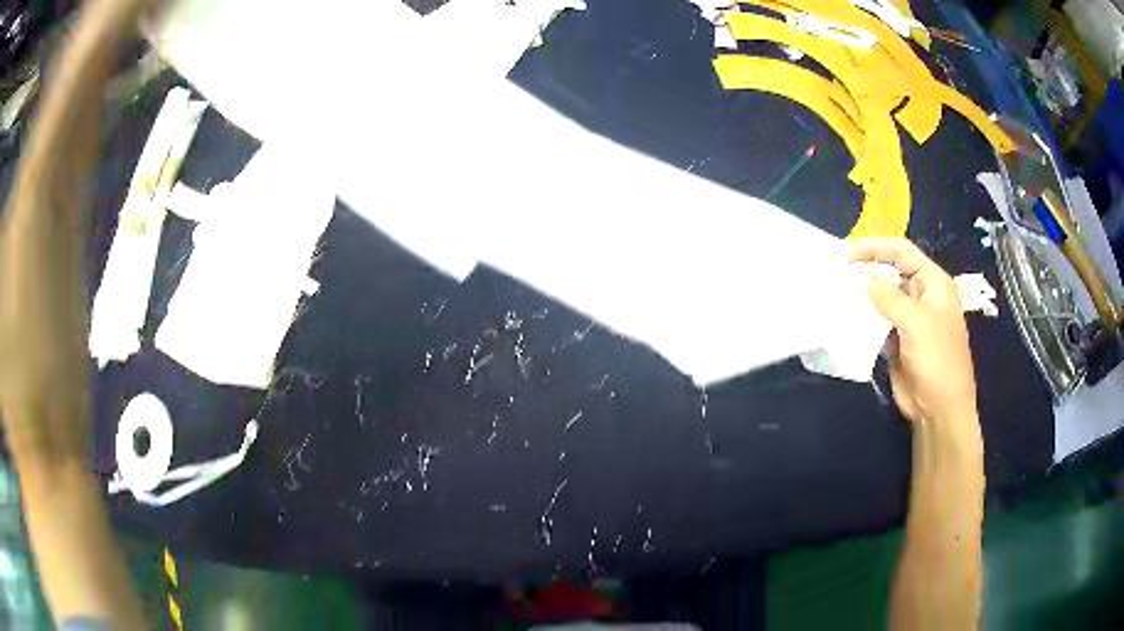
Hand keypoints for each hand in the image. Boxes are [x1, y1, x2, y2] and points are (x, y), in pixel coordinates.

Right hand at [846, 238, 977, 429]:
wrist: (939, 409)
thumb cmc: (937, 360)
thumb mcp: (916, 322)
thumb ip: (889, 297)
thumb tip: (863, 277)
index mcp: (933, 283)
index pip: (902, 252)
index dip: (875, 247)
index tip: (846, 252)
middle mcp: (921, 295)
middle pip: (891, 271)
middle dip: (866, 268)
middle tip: (837, 270)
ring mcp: (909, 318)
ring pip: (882, 297)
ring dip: (863, 294)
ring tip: (837, 291)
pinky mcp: (897, 339)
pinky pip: (877, 321)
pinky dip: (863, 318)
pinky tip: (846, 317)